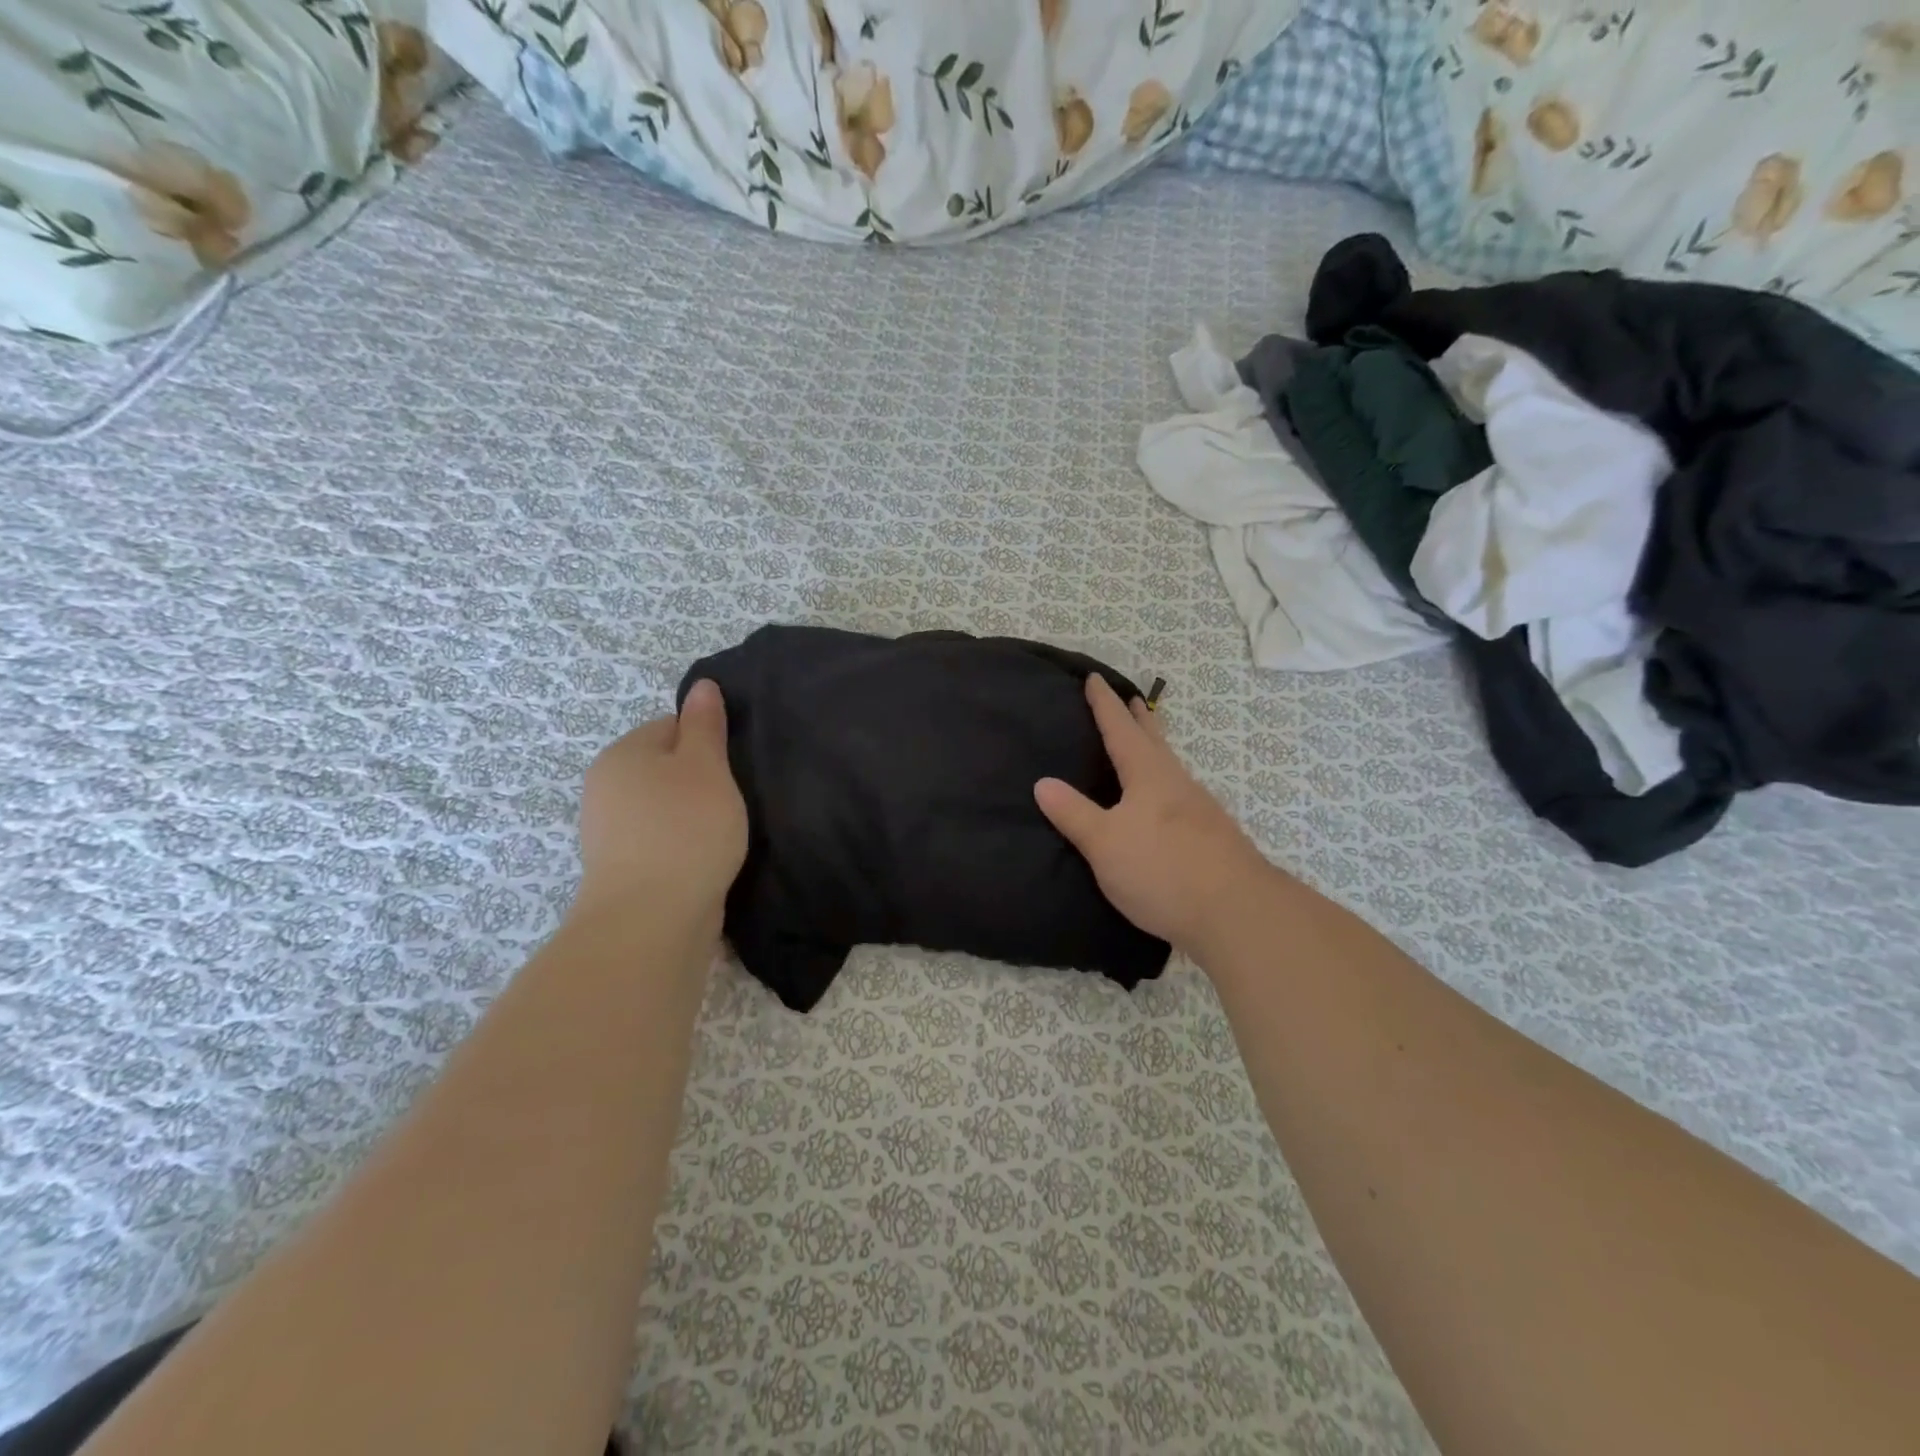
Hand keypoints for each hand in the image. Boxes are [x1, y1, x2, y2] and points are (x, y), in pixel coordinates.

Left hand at [573, 679, 747, 932]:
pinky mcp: (622, 870)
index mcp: (623, 754)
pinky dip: (683, 846)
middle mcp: (606, 788)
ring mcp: (609, 832)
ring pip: (665, 808)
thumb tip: (702, 686)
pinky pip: (661, 841)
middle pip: (665, 769)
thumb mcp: (706, 766)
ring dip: (693, 816)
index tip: (732, 767)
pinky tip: (706, 859)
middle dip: (700, 781)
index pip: (670, 727)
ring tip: (724, 833)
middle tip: (732, 800)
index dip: (707, 742)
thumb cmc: (685, 829)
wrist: (652, 919)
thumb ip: (705, 725)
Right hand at [1035, 675, 1274, 955]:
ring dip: (1155, 748)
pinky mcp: (1210, 835)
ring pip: (1169, 766)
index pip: (1120, 729)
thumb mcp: (1105, 843)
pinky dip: (1164, 781)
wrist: (1236, 912)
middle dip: (1139, 719)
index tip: (1095, 679)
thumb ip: (1073, 813)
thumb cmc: (1162, 870)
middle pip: (1154, 741)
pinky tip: (1164, 802)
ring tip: (1144, 744)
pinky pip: (1179, 793)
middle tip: (1132, 698)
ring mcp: (1199, 809)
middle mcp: (1176, 783)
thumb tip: (1042, 782)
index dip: (1105, 704)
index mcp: (1148, 775)